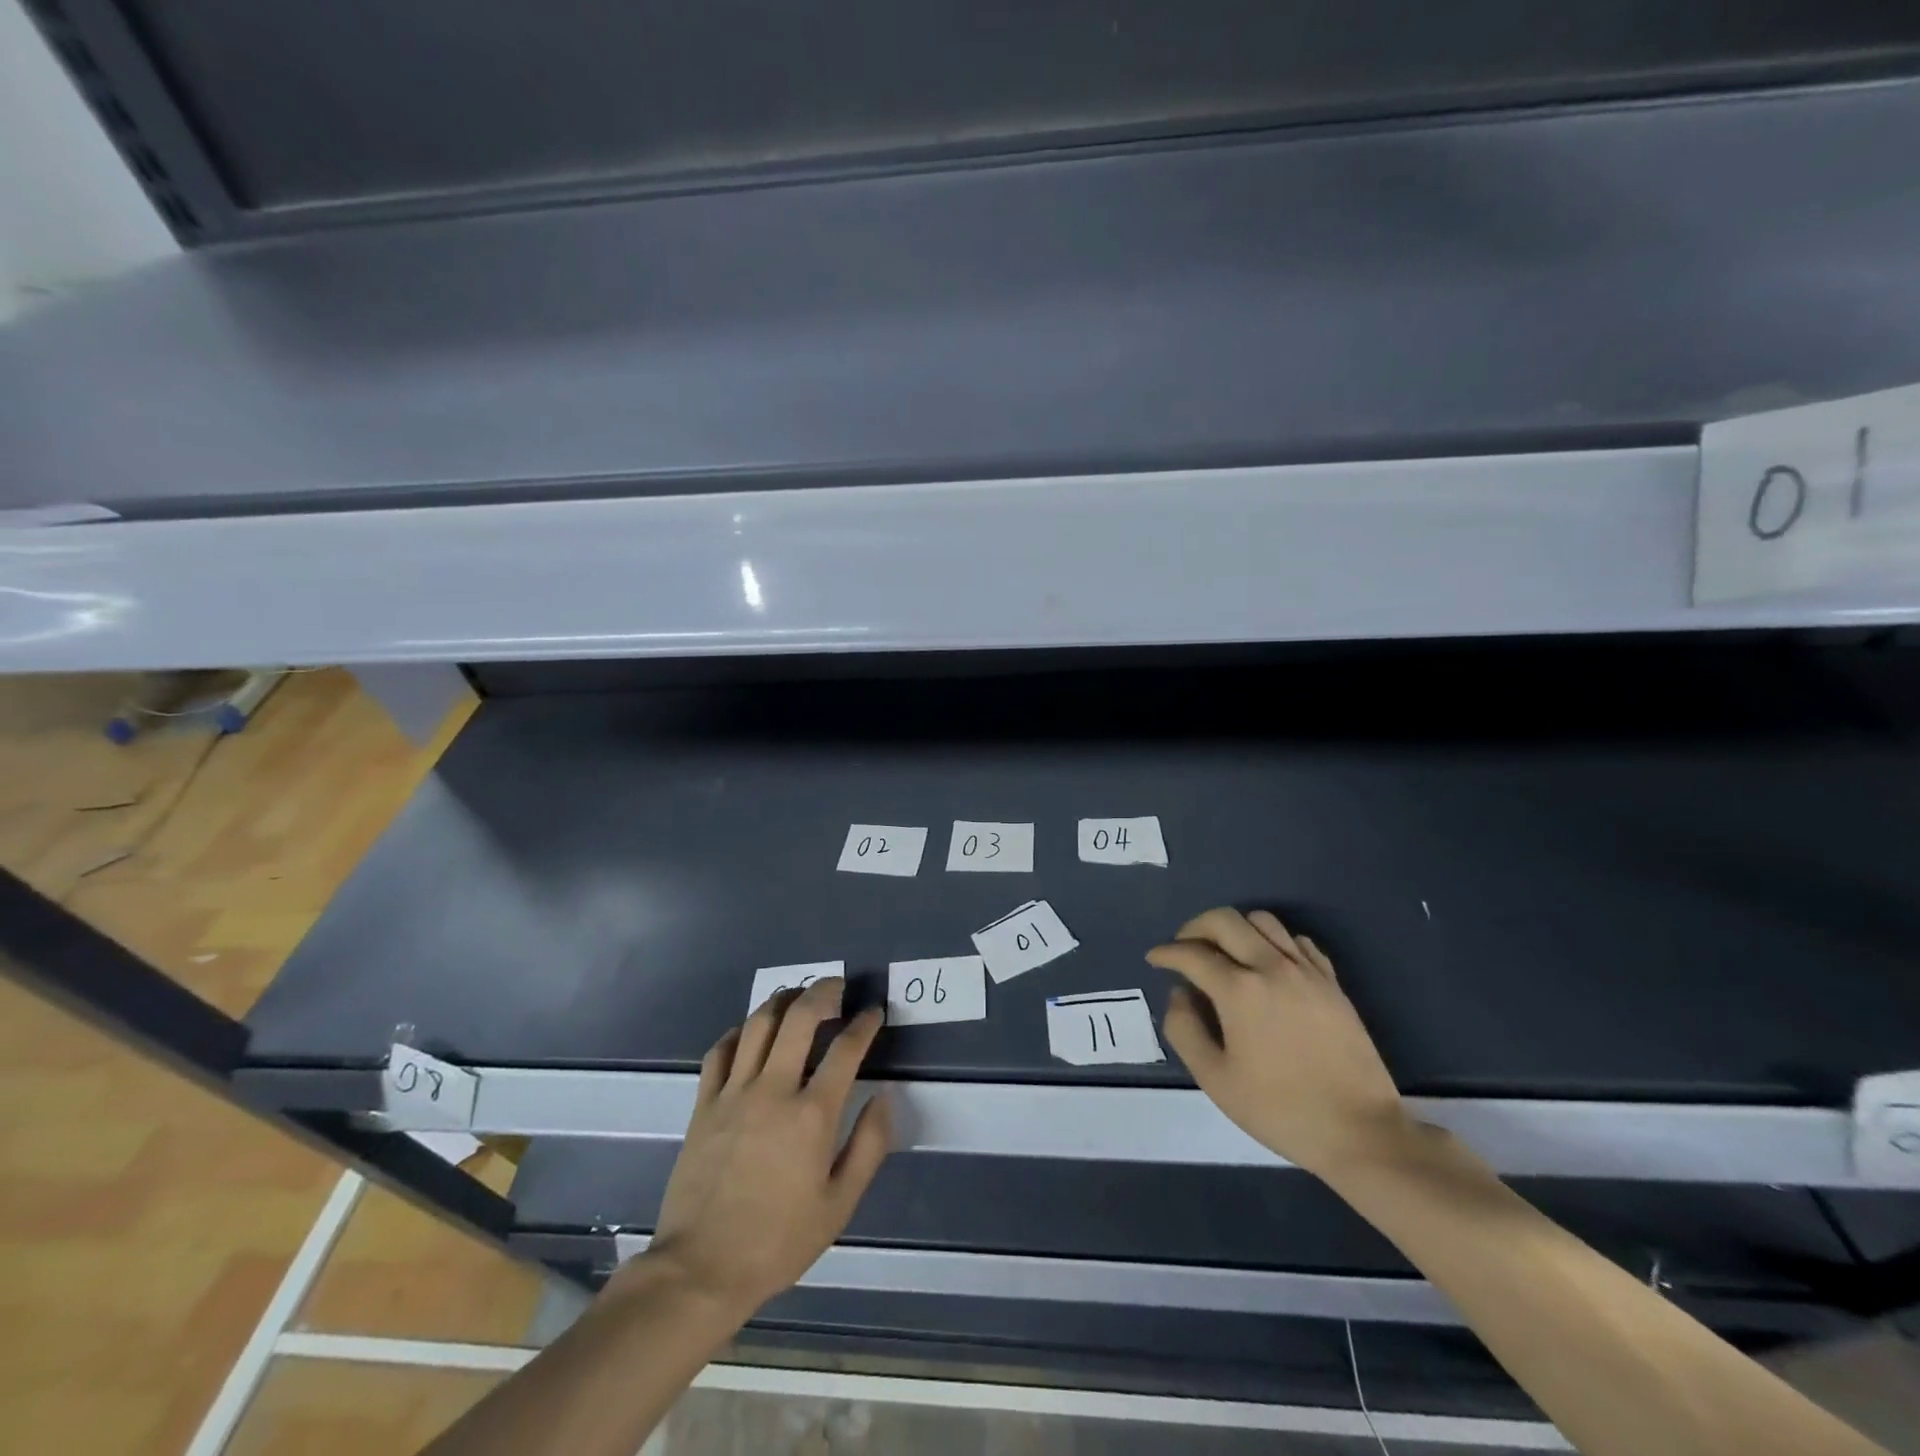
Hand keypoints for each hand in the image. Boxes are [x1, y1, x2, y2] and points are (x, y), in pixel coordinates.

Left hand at [621, 979, 891, 1318]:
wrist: (701, 1270)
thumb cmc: (778, 1241)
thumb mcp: (839, 1205)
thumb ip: (869, 1145)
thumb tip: (883, 1097)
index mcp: (812, 1115)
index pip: (846, 1049)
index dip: (864, 1024)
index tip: (873, 1013)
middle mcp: (774, 1090)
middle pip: (800, 1017)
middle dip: (824, 992)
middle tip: (837, 987)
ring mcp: (734, 1093)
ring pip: (759, 1023)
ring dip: (783, 1000)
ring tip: (798, 997)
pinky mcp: (704, 1104)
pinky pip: (721, 1050)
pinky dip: (740, 1031)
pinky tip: (752, 1032)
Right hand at [1148, 907, 1409, 1180]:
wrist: (1360, 1132)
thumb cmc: (1280, 1110)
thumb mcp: (1215, 1080)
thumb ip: (1184, 1030)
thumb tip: (1179, 995)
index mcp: (1239, 990)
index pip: (1191, 954)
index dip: (1166, 953)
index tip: (1155, 959)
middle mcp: (1271, 967)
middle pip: (1224, 920)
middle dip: (1195, 927)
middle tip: (1184, 948)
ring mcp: (1306, 971)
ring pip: (1262, 920)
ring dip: (1235, 928)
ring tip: (1225, 952)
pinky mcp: (1332, 982)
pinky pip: (1297, 940)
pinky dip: (1273, 941)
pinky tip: (1268, 964)